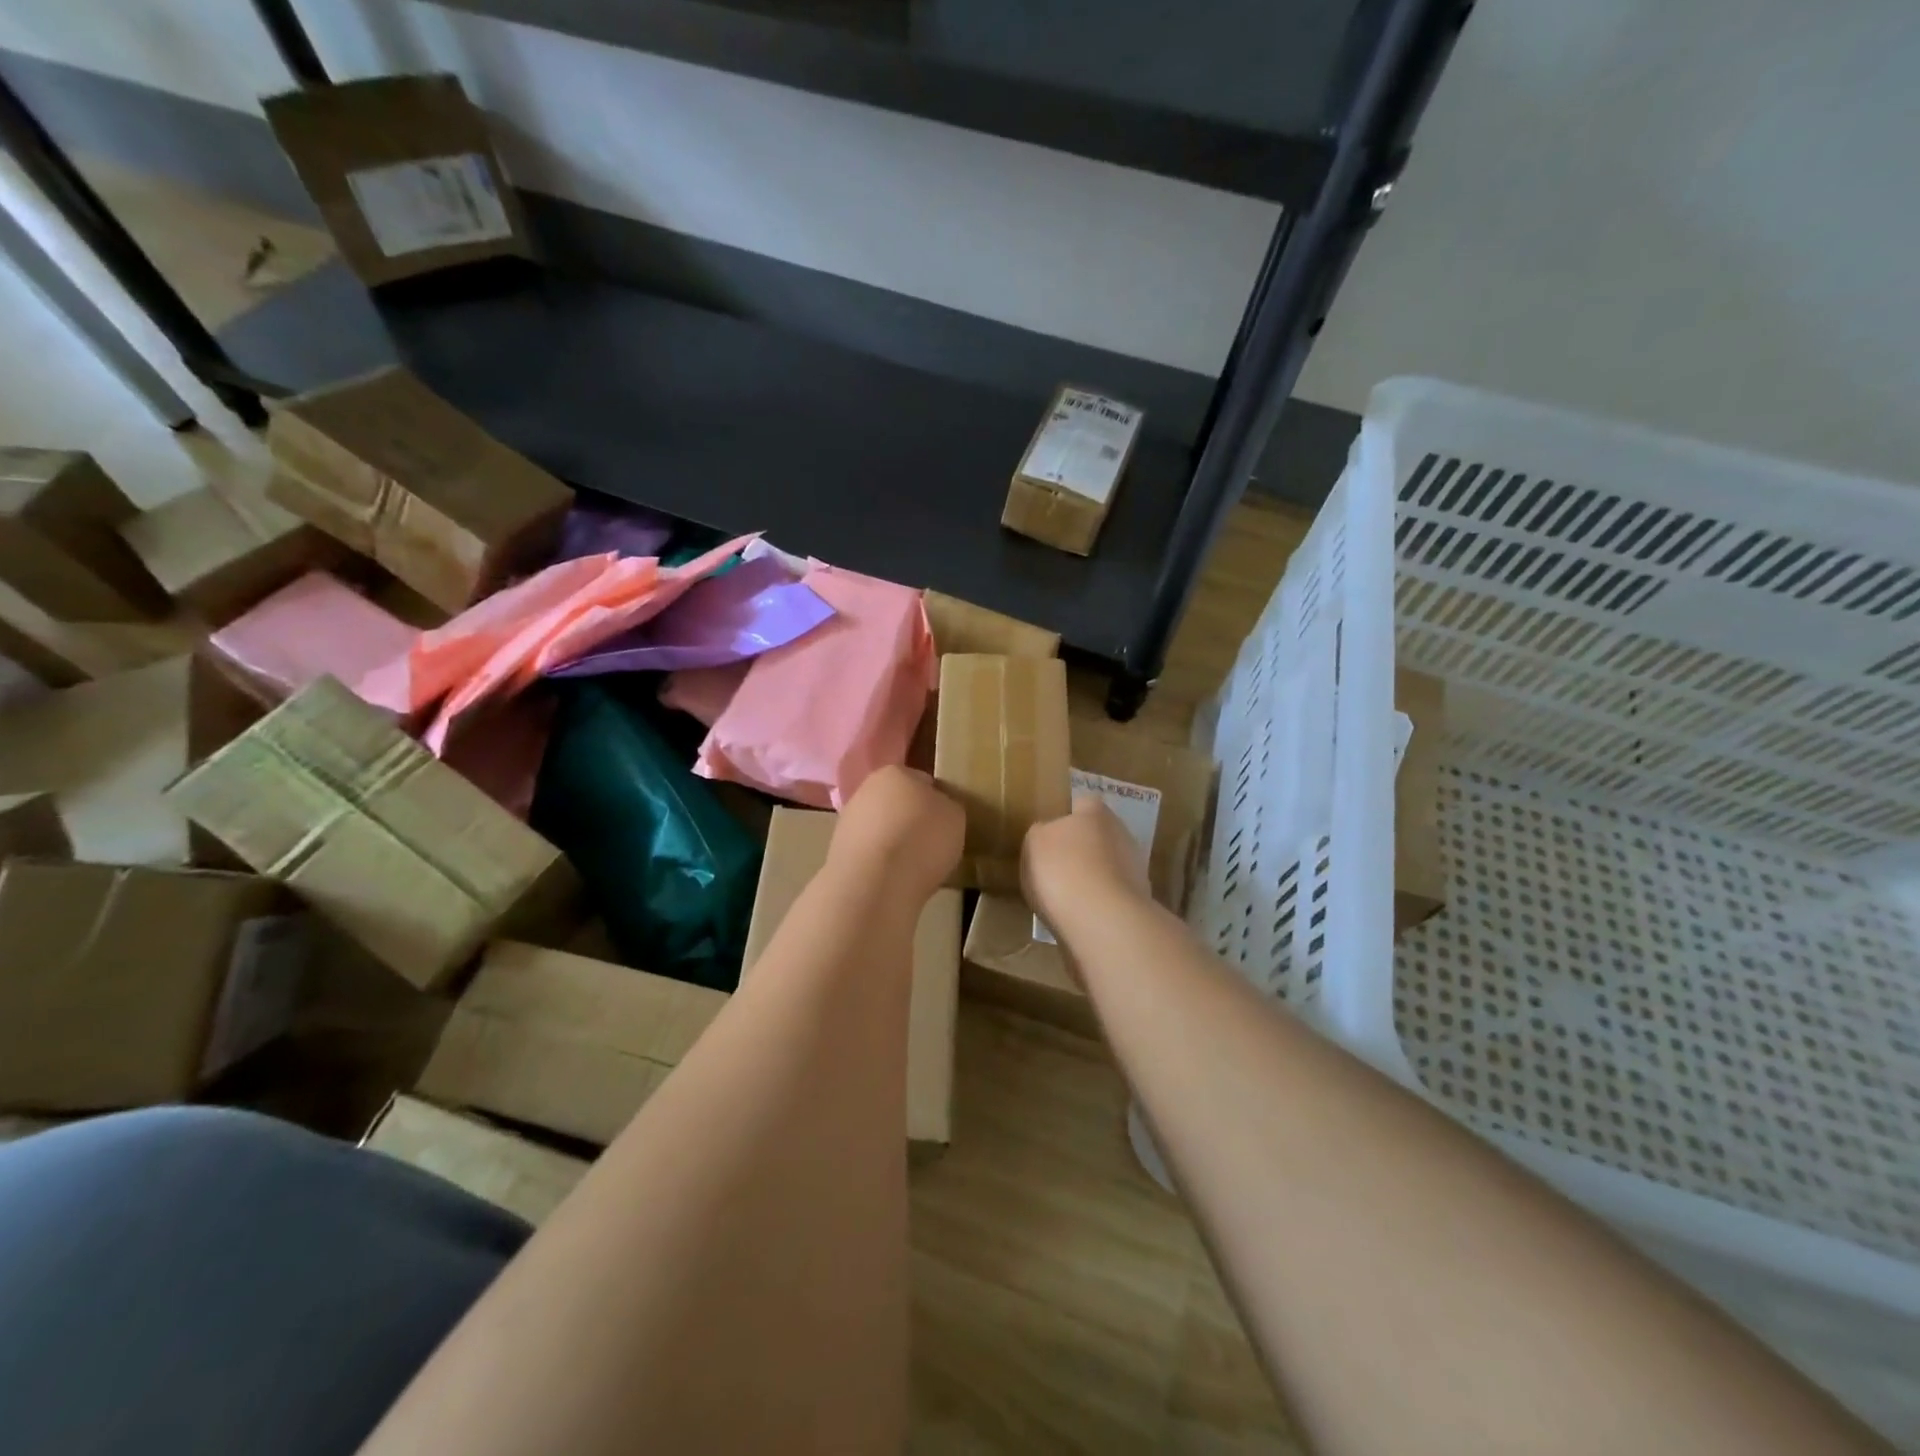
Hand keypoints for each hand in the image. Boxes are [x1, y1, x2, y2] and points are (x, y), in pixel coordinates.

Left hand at [831, 766, 964, 900]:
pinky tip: (893, 878)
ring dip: (893, 841)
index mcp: (896, 772)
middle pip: (897, 803)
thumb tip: (938, 809)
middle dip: (912, 819)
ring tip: (913, 866)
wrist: (874, 883)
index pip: (923, 781)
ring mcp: (847, 820)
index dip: (938, 801)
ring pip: (880, 828)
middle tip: (931, 844)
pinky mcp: (837, 851)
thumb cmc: (921, 840)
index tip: (947, 822)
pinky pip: (869, 852)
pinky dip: (880, 862)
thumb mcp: (955, 817)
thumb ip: (947, 806)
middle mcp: (866, 789)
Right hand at [1023, 794, 1151, 935]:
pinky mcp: (1139, 899)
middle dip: (1083, 849)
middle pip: (1099, 835)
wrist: (1101, 918)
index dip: (1068, 818)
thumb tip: (1048, 833)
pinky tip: (1083, 915)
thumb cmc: (1061, 869)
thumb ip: (1041, 833)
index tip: (1051, 837)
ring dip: (1094, 876)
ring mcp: (1135, 867)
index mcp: (1095, 812)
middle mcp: (1121, 833)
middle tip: (1058, 868)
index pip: (1083, 804)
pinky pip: (1113, 894)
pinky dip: (1101, 901)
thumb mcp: (1034, 843)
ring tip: (1068, 897)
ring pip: (1109, 865)